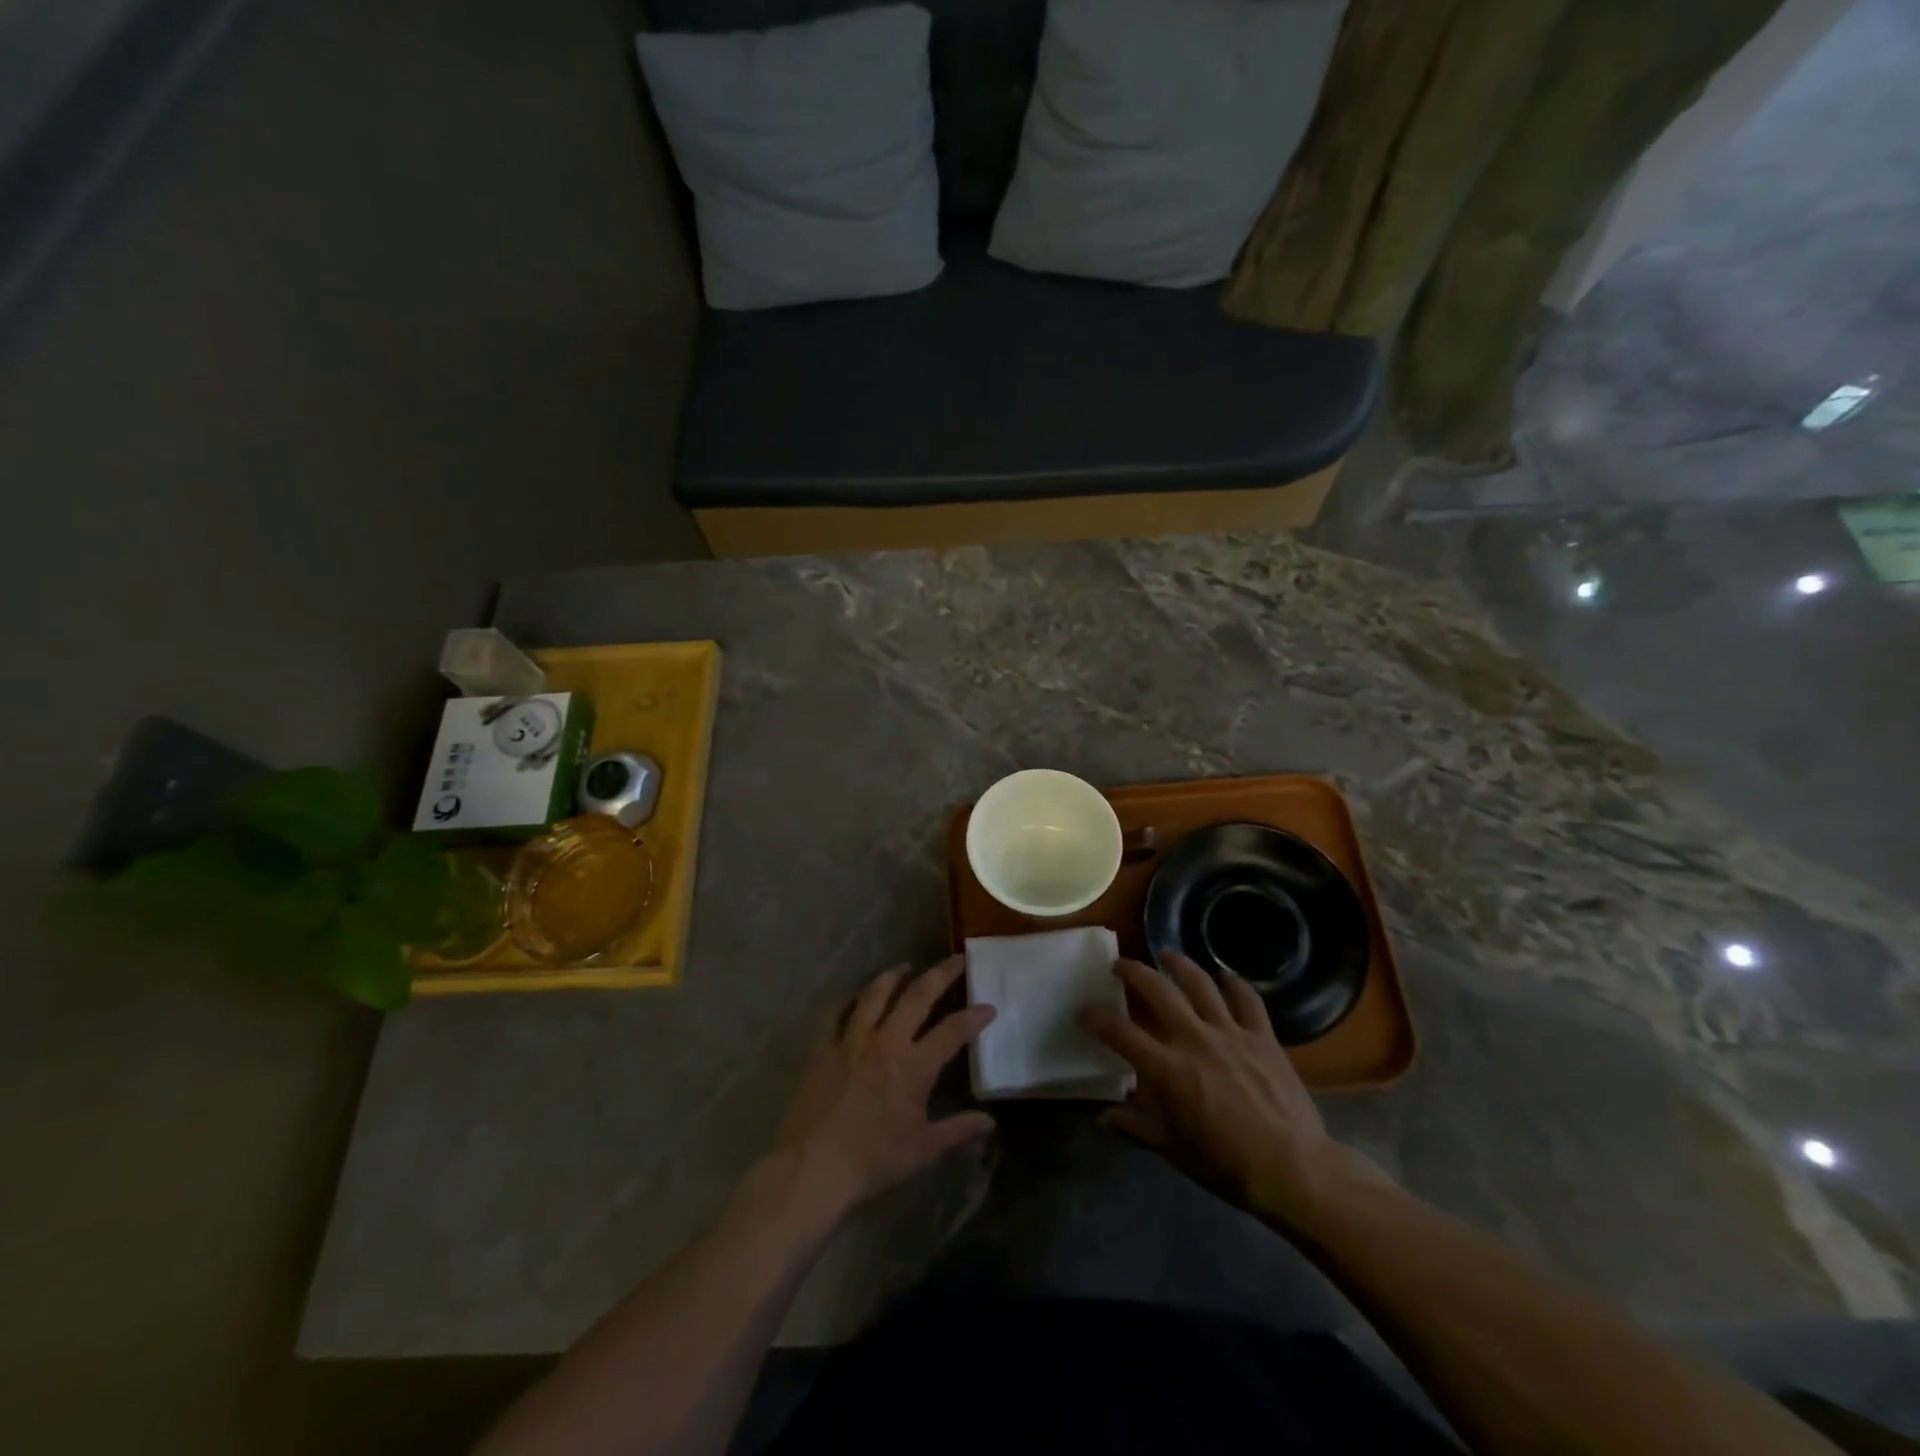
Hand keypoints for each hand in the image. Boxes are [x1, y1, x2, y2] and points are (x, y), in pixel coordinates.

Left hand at [776, 957, 995, 1219]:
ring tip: (905, 967)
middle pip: (917, 997)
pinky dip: (846, 999)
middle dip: (940, 975)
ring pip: (876, 995)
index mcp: (914, 1066)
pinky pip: (835, 1014)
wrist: (813, 1166)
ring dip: (893, 976)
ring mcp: (851, 1041)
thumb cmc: (873, 1160)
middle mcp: (886, 1042)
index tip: (989, 1006)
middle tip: (956, 960)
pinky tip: (853, 995)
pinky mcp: (824, 1048)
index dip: (974, 1017)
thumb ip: (958, 1131)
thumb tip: (990, 1122)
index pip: (952, 1031)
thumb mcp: (922, 1150)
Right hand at [1081, 954, 1372, 1226]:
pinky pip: (1246, 998)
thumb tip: (1102, 1118)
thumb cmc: (1225, 1164)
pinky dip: (1234, 983)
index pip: (1119, 1032)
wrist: (1294, 1169)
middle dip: (1133, 971)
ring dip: (1179, 964)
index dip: (1095, 1017)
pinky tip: (1224, 976)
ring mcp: (1230, 1032)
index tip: (1082, 1010)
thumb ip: (1135, 1126)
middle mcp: (1194, 1038)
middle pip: (1156, 989)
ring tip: (1166, 955)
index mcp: (1167, 1068)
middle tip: (1121, 965)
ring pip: (1199, 982)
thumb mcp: (1171, 1149)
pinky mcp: (1262, 1035)